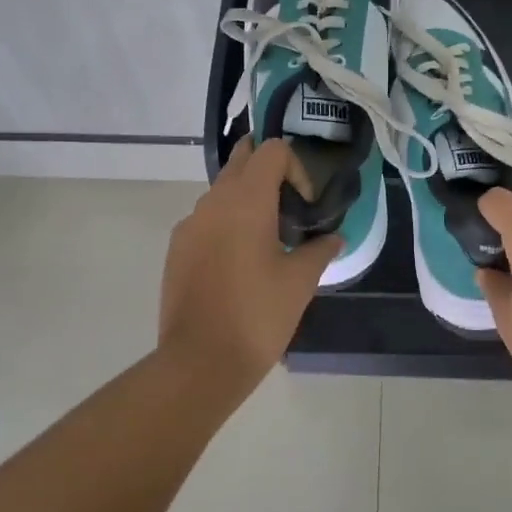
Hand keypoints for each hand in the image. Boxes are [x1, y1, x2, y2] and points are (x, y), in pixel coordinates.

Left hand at [159, 138, 341, 389]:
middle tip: (291, 202)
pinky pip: (206, 219)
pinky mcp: (177, 248)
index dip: (296, 167)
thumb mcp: (300, 282)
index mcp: (246, 200)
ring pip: (221, 191)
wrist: (201, 361)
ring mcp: (189, 225)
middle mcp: (213, 201)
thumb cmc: (258, 315)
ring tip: (268, 236)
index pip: (271, 150)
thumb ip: (320, 250)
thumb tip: (334, 238)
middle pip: (241, 161)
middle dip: (268, 171)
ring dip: (246, 198)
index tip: (306, 204)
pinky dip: (226, 222)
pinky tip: (240, 260)